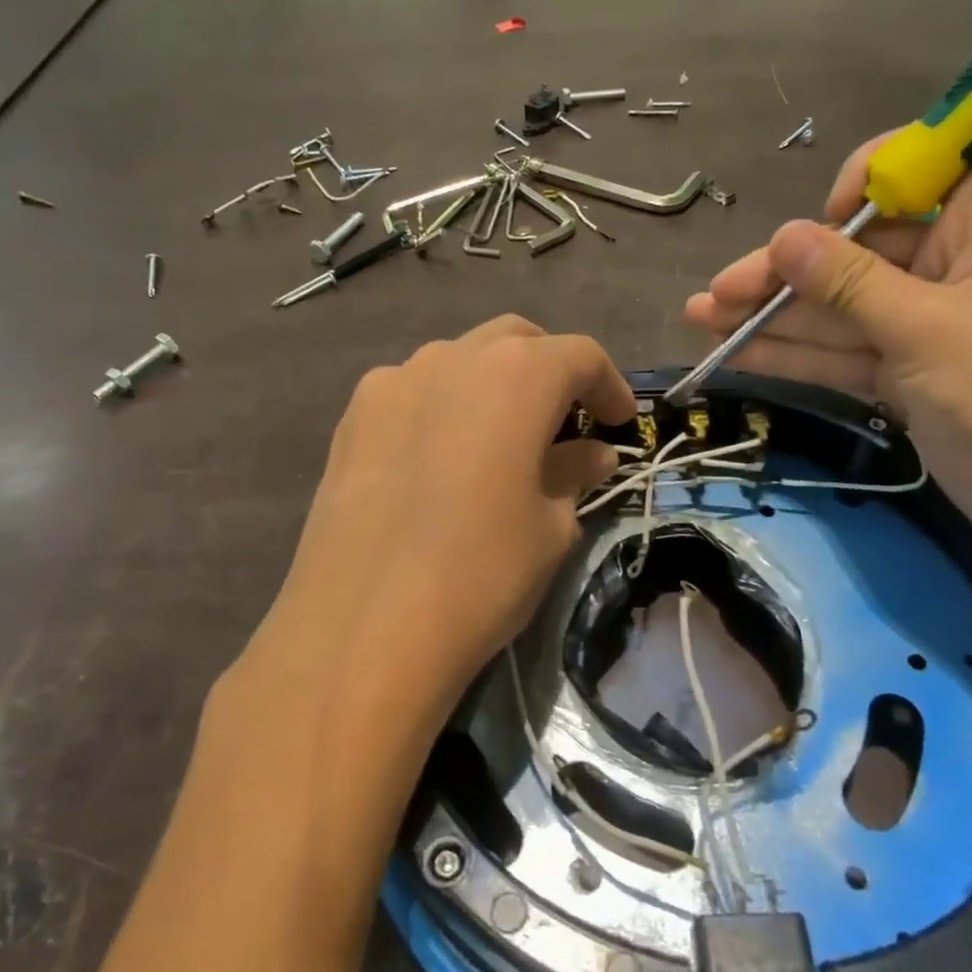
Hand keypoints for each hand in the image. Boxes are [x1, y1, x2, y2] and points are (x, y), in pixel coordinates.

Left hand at [247, 316, 634, 749]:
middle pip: (515, 342)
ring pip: (458, 361)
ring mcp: (391, 382)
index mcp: (515, 375)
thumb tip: (591, 454)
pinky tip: (441, 460)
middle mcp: (451, 357)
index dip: (608, 385)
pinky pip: (411, 393)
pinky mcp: (350, 418)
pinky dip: (442, 407)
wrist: (361, 630)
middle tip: (565, 422)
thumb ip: (573, 475)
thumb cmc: (481, 575)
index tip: (620, 422)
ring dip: (491, 386)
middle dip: (549, 371)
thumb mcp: (550, 528)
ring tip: (501, 441)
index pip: (578, 355)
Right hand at [684, 134, 971, 570]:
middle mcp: (966, 253)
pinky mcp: (917, 368)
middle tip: (712, 296)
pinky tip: (737, 352)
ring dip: (775, 317)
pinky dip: (800, 354)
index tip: (801, 237)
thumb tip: (782, 235)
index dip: (846, 196)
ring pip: (844, 306)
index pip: (911, 171)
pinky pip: (850, 349)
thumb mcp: (928, 332)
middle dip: (783, 275)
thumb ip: (847, 282)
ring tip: (701, 322)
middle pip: (857, 249)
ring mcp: (937, 317)